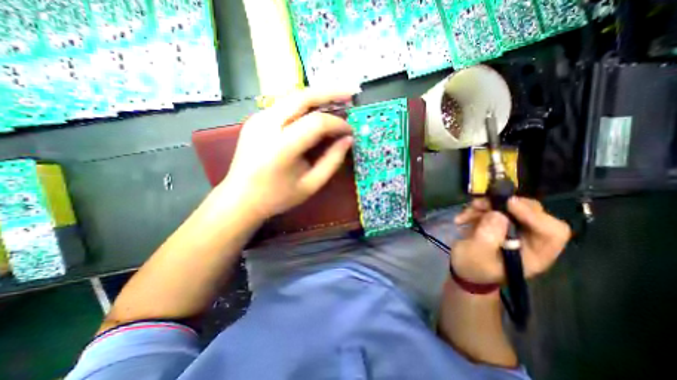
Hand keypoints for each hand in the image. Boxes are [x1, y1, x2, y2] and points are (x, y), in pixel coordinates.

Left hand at [218, 88, 356, 220]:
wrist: (240, 198)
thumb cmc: (277, 196)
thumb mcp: (311, 184)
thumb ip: (332, 161)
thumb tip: (348, 139)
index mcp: (281, 147)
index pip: (316, 123)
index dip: (337, 124)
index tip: (350, 130)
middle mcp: (266, 125)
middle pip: (302, 97)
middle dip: (330, 93)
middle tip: (350, 93)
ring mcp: (258, 119)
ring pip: (293, 97)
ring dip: (317, 96)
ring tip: (337, 99)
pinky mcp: (255, 119)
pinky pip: (284, 105)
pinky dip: (304, 105)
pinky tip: (315, 111)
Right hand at [448, 197, 569, 283]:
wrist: (462, 268)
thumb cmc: (472, 266)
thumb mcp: (477, 253)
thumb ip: (488, 235)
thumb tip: (497, 214)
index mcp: (535, 254)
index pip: (551, 232)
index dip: (533, 215)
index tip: (508, 204)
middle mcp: (530, 239)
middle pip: (531, 212)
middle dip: (503, 205)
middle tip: (480, 205)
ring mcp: (514, 229)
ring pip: (508, 207)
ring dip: (484, 206)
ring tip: (463, 215)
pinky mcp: (499, 222)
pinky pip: (493, 208)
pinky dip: (476, 210)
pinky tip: (462, 218)